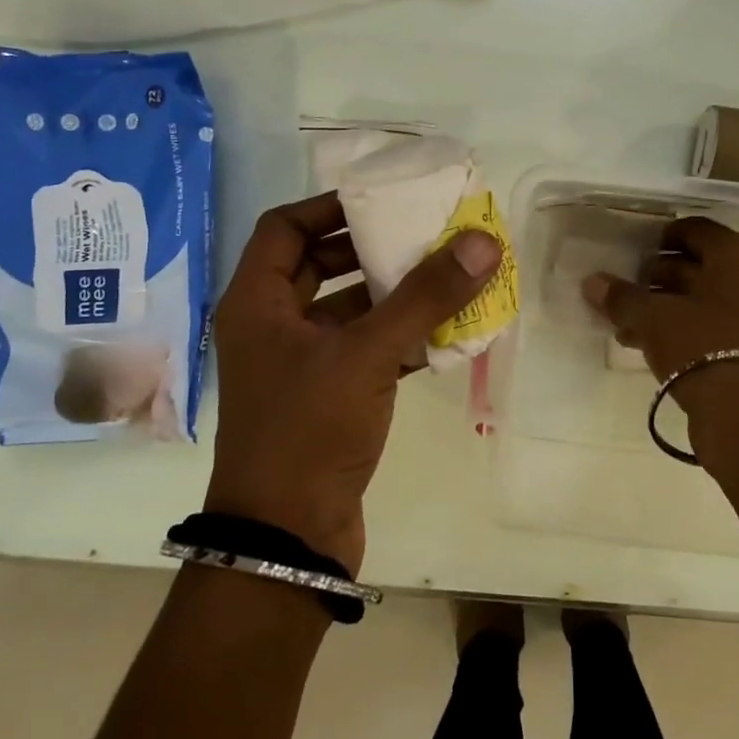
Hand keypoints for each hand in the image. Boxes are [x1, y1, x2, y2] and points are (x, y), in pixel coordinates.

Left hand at [206, 191, 500, 574]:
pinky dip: (401, 338)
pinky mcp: (328, 399)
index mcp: (258, 303)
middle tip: (425, 233)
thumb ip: (425, 296)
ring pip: (349, 311)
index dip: (330, 206)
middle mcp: (272, 327)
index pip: (285, 227)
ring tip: (448, 275)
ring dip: (394, 295)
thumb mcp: (367, 354)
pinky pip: (367, 351)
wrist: (288, 539)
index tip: (383, 199)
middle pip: (320, 265)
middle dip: (372, 249)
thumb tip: (481, 241)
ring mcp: (300, 366)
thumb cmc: (309, 431)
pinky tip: (447, 333)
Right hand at [582, 215, 738, 438]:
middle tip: (625, 290)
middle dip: (658, 276)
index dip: (660, 237)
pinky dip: (683, 328)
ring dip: (666, 307)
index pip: (694, 229)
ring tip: (627, 324)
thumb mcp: (652, 317)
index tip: (632, 252)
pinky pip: (713, 325)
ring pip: (703, 299)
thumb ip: (621, 296)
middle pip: (699, 265)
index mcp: (738, 255)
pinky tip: (648, 345)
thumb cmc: (700, 345)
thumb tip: (592, 282)